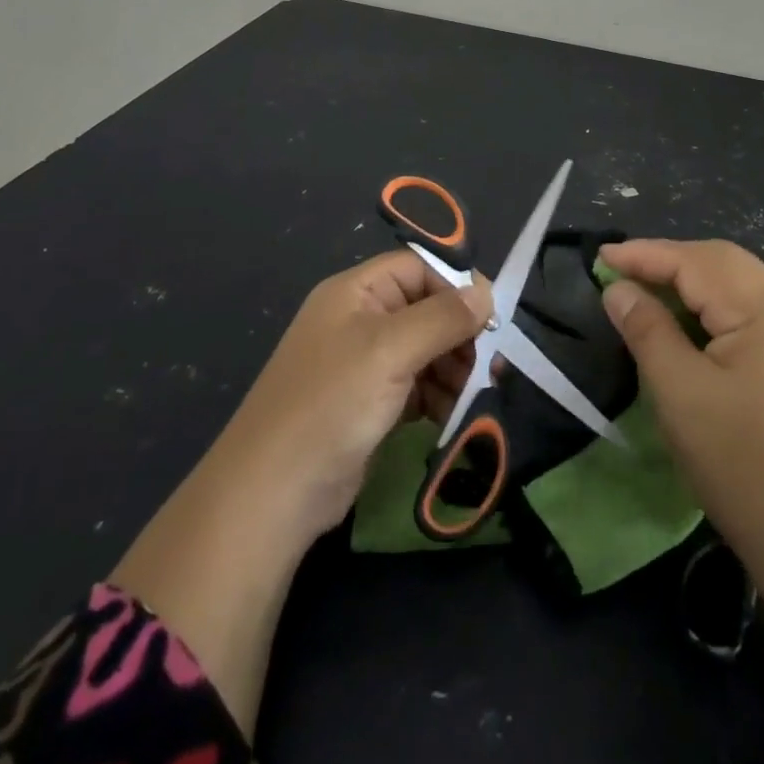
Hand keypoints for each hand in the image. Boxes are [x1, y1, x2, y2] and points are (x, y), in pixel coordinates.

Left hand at [218, 249, 492, 540]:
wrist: (273, 495)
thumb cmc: (332, 404)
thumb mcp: (391, 350)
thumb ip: (443, 317)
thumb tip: (487, 294)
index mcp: (355, 292)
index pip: (418, 268)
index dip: (455, 286)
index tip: (490, 317)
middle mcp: (359, 320)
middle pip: (425, 309)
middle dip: (458, 334)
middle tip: (486, 364)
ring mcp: (362, 364)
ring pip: (425, 349)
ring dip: (452, 368)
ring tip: (471, 394)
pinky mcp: (368, 404)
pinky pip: (415, 385)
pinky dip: (437, 395)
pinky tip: (450, 414)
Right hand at [597, 239, 763, 603]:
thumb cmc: (741, 464)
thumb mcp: (680, 393)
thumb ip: (647, 329)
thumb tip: (619, 289)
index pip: (698, 263)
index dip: (646, 255)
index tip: (601, 256)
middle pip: (723, 263)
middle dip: (670, 260)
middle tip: (622, 269)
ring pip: (737, 285)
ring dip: (690, 280)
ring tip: (645, 288)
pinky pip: (748, 312)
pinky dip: (711, 305)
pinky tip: (685, 321)